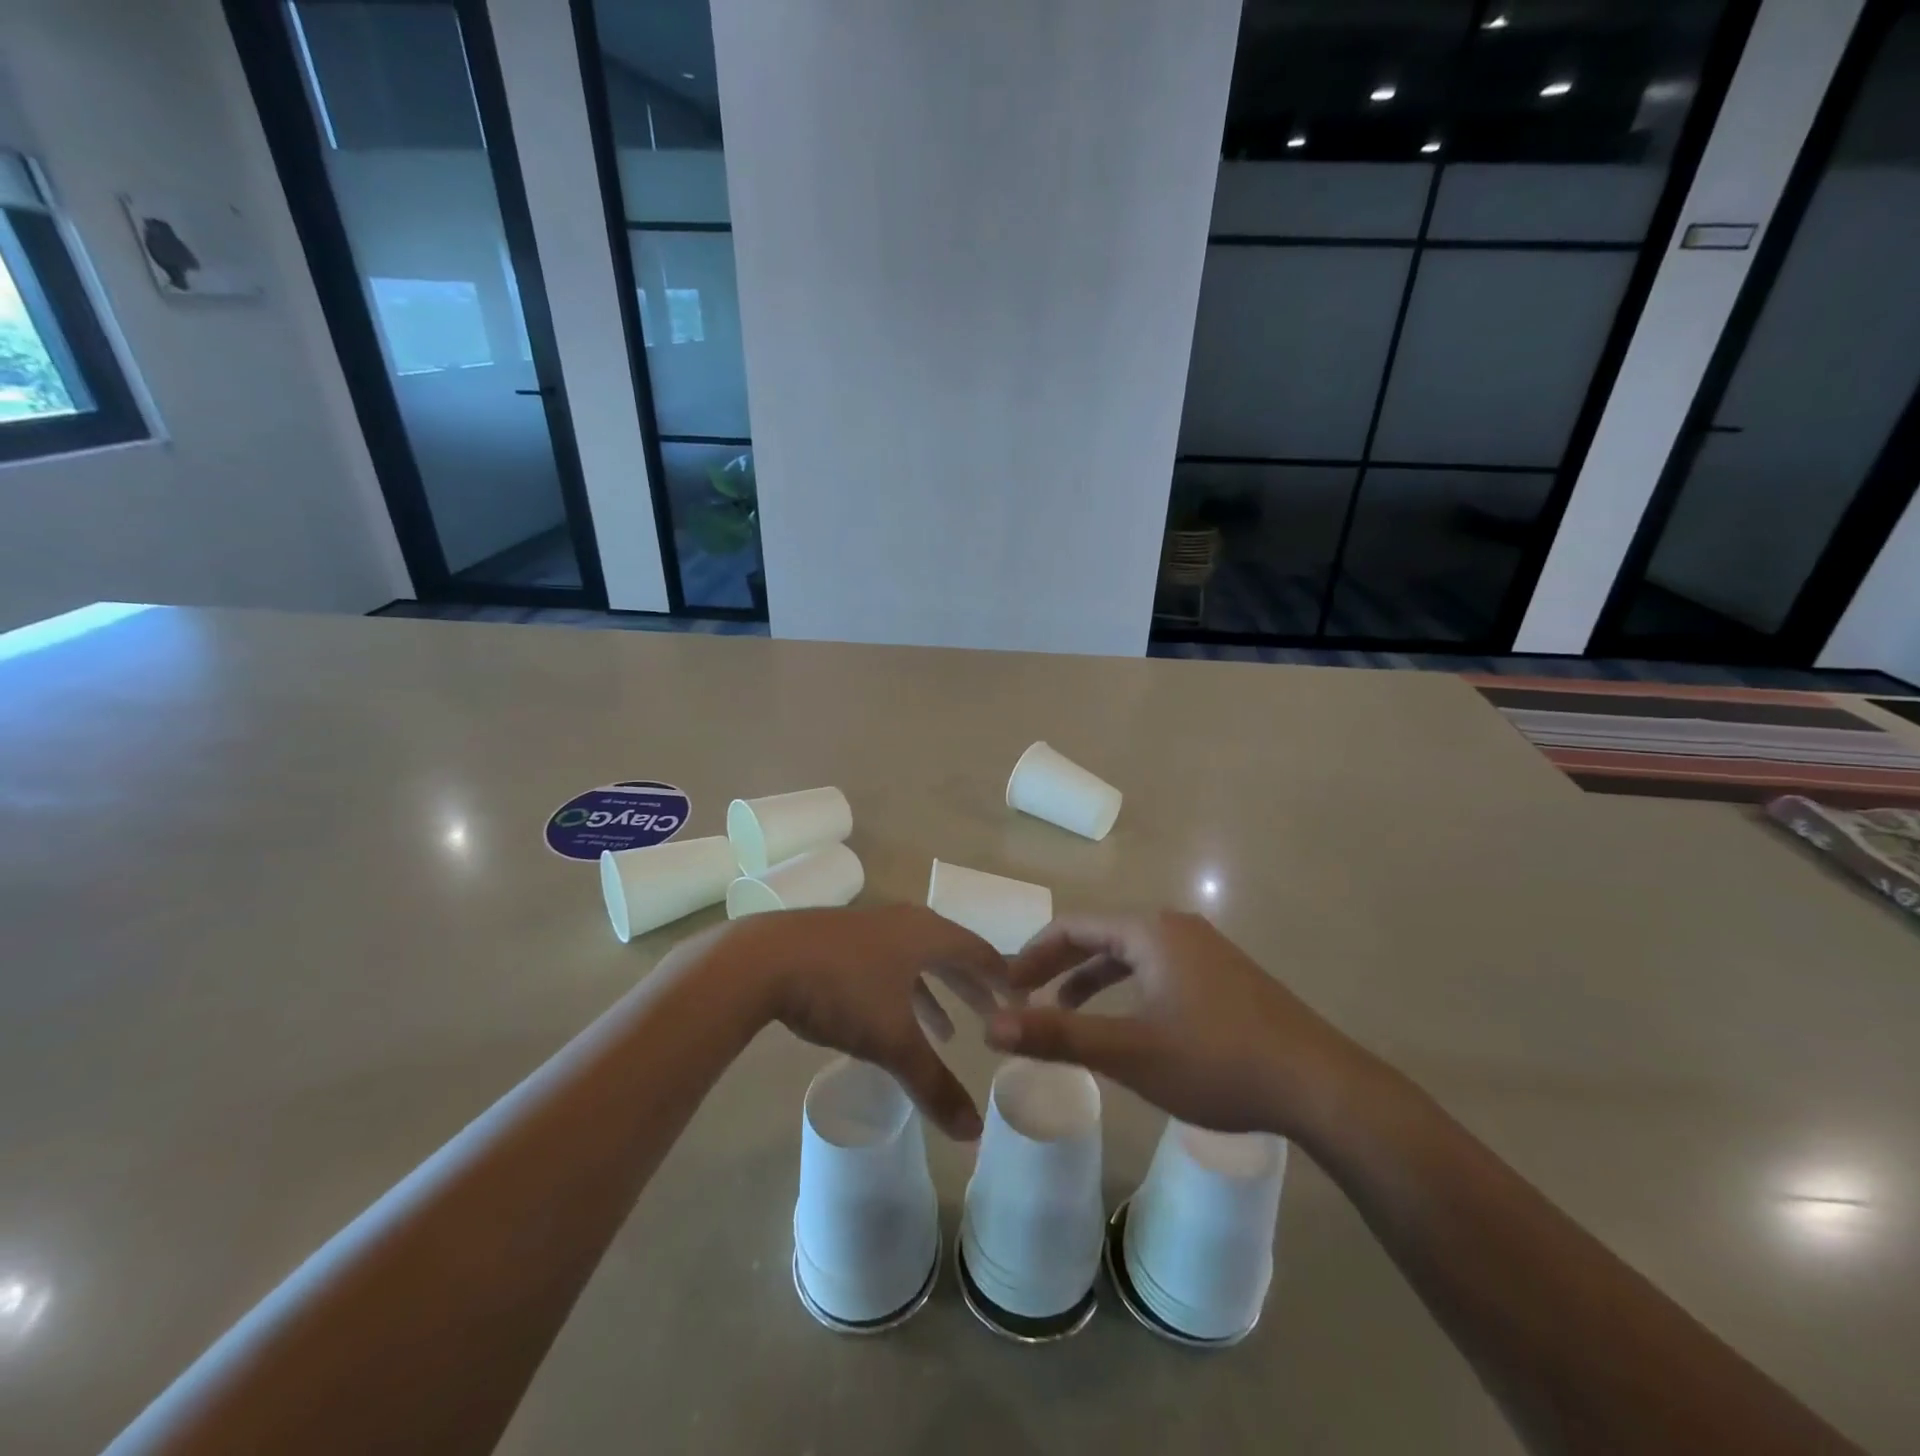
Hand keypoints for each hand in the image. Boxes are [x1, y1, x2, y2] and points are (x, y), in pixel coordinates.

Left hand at [722, 906, 1005, 1139]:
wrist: (762, 960)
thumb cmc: (841, 990)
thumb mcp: (892, 1041)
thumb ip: (933, 1085)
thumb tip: (974, 1134)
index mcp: (927, 934)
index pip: (978, 951)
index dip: (1001, 978)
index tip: (1020, 1000)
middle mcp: (903, 922)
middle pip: (949, 951)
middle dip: (971, 986)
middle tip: (992, 1015)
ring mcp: (867, 927)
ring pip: (914, 958)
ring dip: (935, 992)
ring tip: (946, 1031)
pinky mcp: (837, 939)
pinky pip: (886, 962)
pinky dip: (900, 989)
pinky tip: (889, 1016)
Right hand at [987, 911, 1369, 1139]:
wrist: (1320, 1086)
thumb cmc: (1217, 1061)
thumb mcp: (1130, 1053)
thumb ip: (1058, 1037)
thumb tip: (991, 1026)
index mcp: (1150, 931)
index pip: (1073, 926)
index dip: (1033, 954)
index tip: (1005, 986)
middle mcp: (1176, 927)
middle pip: (1100, 936)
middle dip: (1059, 966)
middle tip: (1025, 999)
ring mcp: (1205, 950)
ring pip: (1130, 955)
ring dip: (1092, 980)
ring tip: (1065, 1014)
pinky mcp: (1224, 976)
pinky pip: (1157, 969)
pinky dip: (1127, 989)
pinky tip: (1127, 1023)